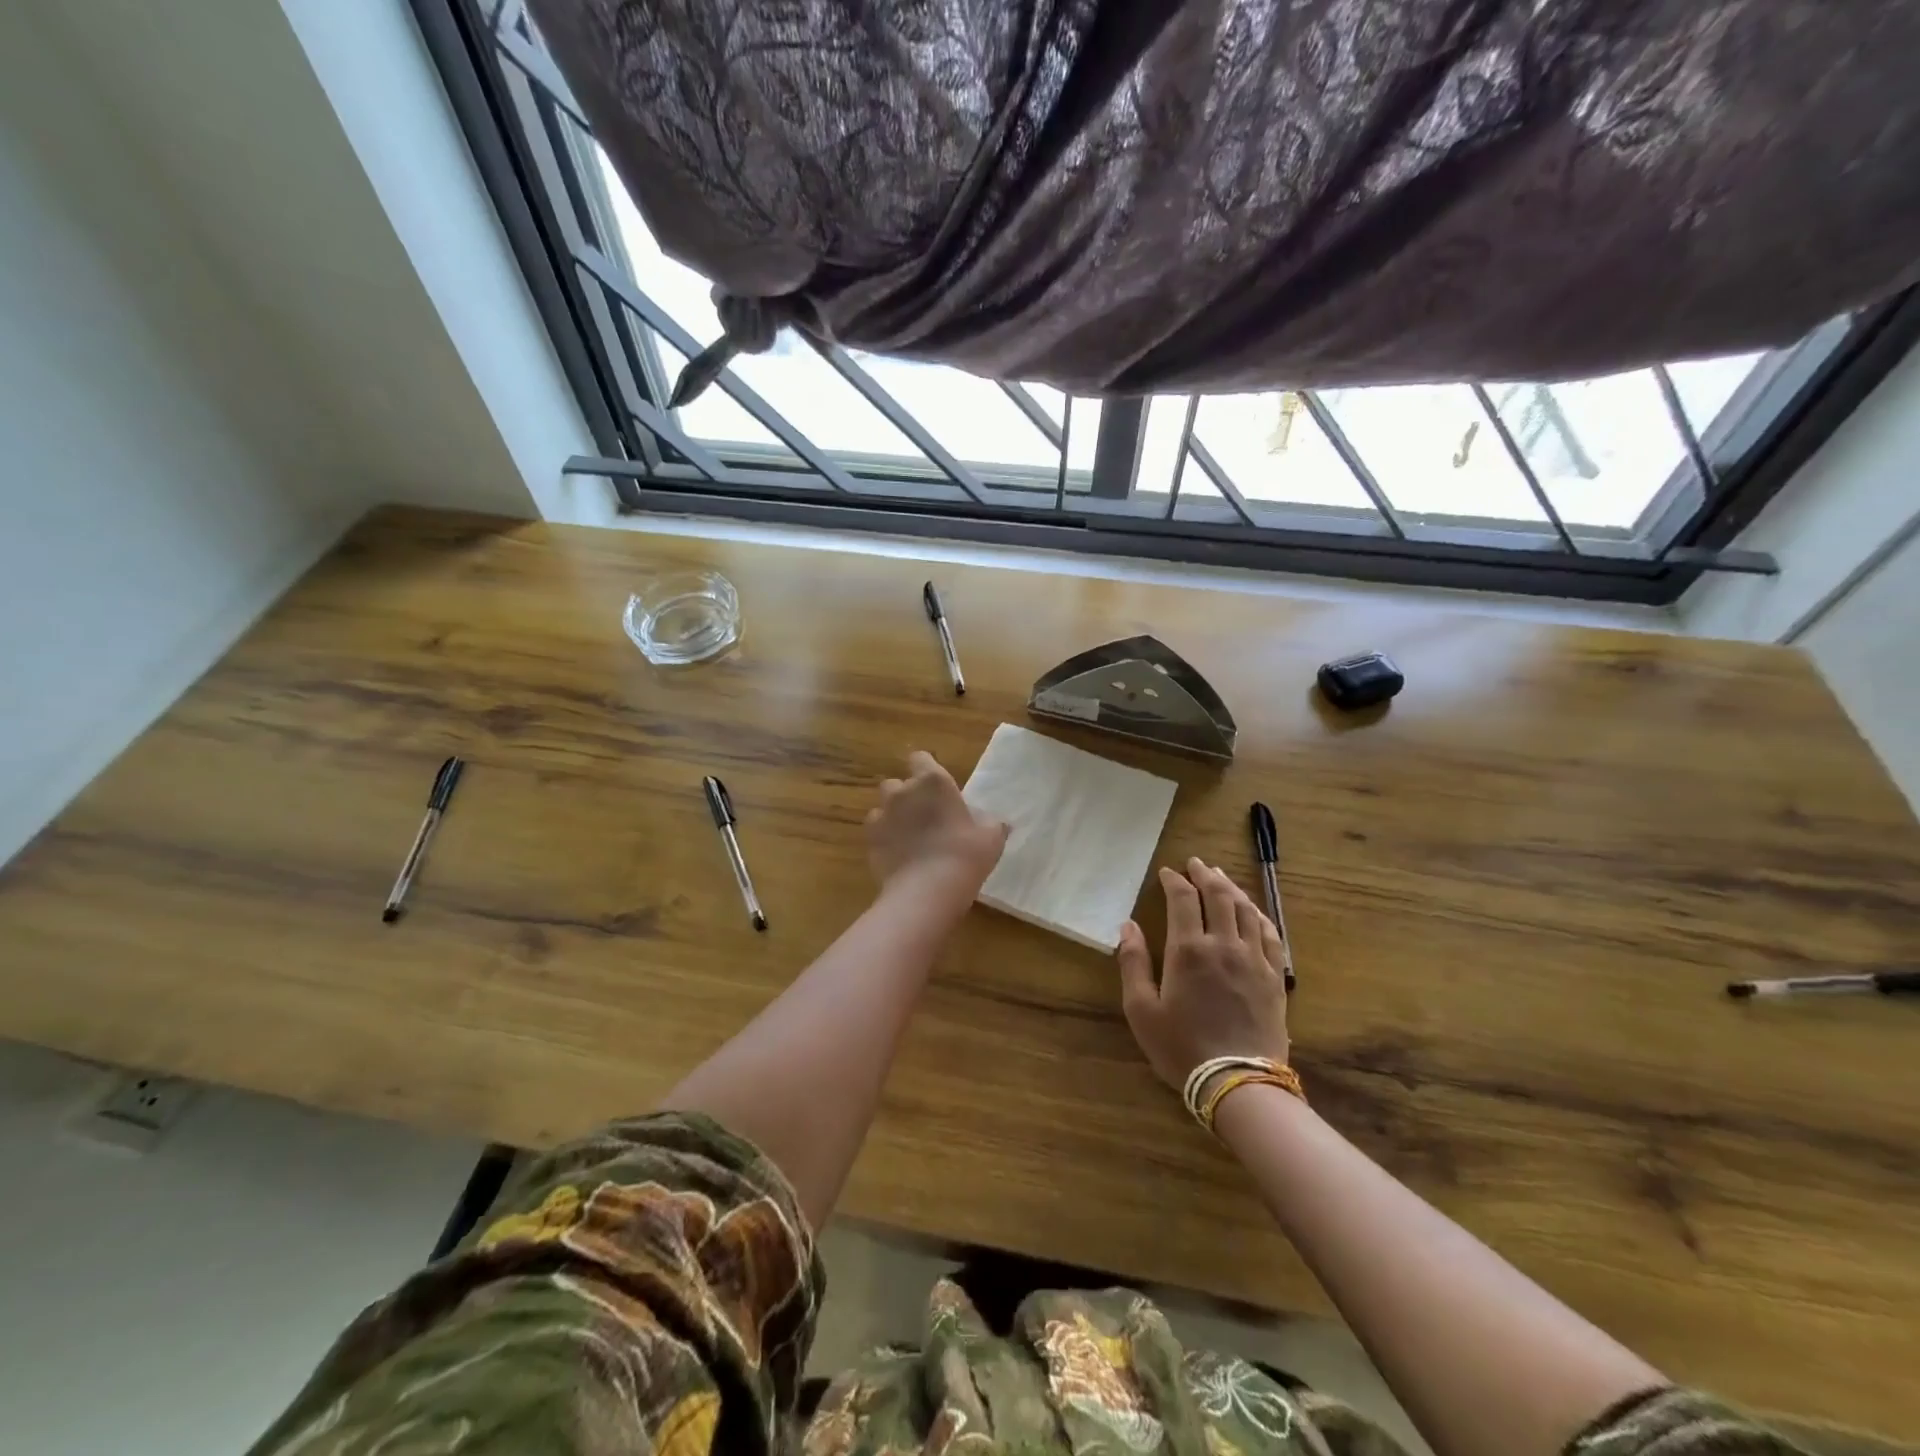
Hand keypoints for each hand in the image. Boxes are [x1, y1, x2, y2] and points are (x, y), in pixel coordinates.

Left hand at [865, 751, 1008, 913]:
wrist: (926, 892)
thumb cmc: (965, 855)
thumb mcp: (992, 837)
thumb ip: (991, 822)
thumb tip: (995, 821)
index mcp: (934, 781)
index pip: (921, 759)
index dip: (926, 769)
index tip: (936, 787)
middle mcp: (903, 791)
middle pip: (898, 783)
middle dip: (907, 794)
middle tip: (925, 815)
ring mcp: (882, 815)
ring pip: (883, 806)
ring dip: (894, 815)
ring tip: (909, 837)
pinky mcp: (870, 840)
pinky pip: (876, 830)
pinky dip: (884, 838)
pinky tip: (898, 854)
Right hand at [1116, 857, 1289, 1089]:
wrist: (1239, 1083)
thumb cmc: (1182, 1048)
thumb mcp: (1141, 1009)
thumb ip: (1133, 962)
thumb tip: (1128, 925)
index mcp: (1188, 950)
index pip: (1183, 899)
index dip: (1175, 881)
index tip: (1167, 873)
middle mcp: (1224, 944)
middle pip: (1219, 896)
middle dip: (1205, 875)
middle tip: (1196, 864)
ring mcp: (1254, 959)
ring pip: (1246, 909)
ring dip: (1232, 888)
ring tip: (1221, 878)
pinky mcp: (1275, 976)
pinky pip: (1271, 934)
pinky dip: (1259, 914)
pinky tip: (1253, 910)